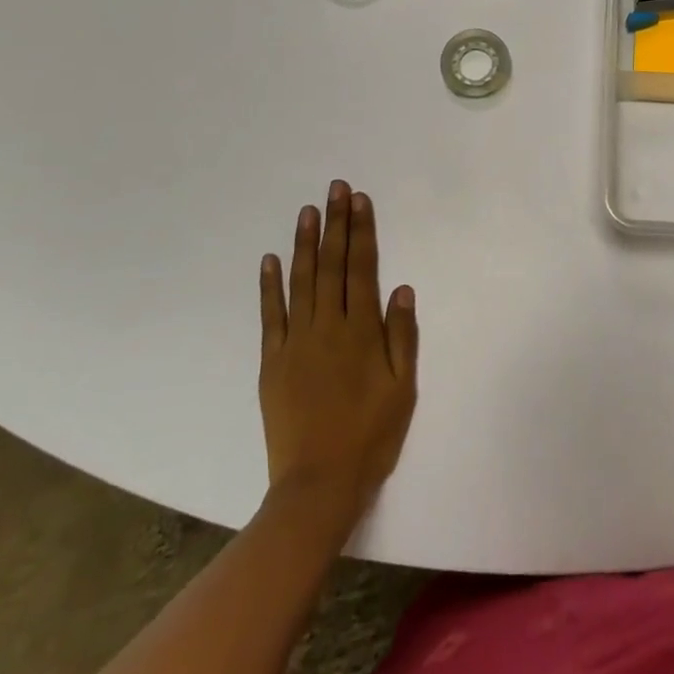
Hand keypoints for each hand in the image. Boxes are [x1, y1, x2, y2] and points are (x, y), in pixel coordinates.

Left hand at [259, 181, 418, 513]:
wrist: (317, 485)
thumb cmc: (370, 436)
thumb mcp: (402, 388)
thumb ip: (402, 336)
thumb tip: (402, 289)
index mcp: (361, 331)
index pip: (361, 268)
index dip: (361, 232)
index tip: (359, 200)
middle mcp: (327, 327)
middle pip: (331, 265)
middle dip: (335, 224)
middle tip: (335, 189)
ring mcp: (296, 342)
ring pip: (300, 281)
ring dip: (304, 243)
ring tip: (307, 211)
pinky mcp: (273, 362)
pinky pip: (271, 315)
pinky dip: (270, 285)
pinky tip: (270, 259)